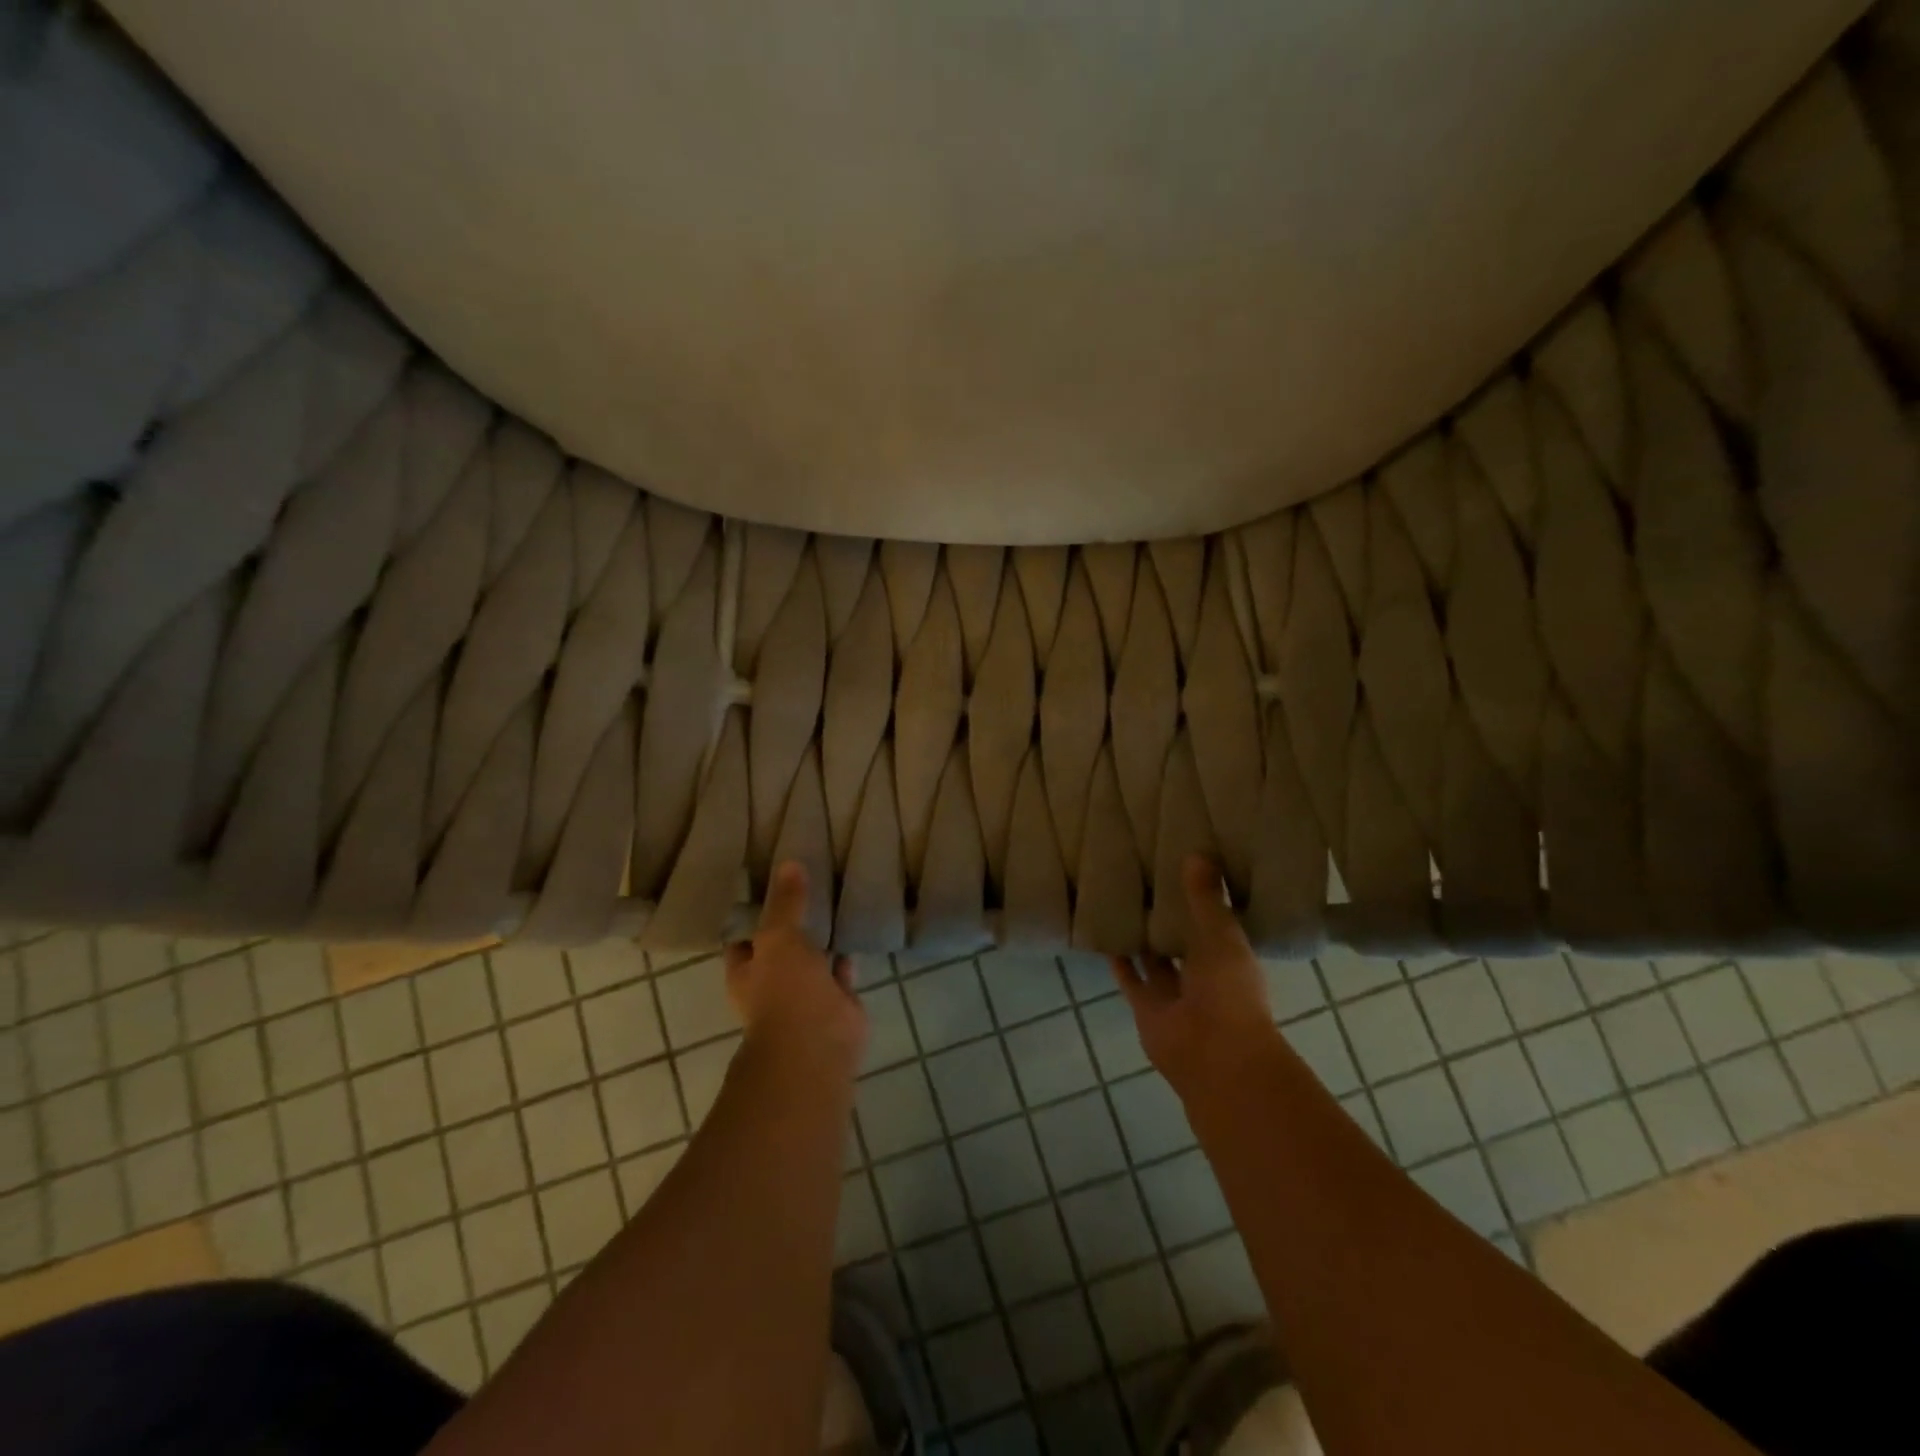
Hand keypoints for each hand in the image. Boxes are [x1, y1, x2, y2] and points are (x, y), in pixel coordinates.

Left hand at [725, 861, 866, 1071]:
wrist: (817, 1043)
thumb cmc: (784, 990)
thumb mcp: (779, 937)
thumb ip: (786, 903)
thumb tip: (789, 863)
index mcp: (747, 972)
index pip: (743, 939)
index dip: (753, 915)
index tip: (768, 885)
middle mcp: (773, 984)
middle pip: (780, 948)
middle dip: (792, 924)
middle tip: (807, 886)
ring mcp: (806, 995)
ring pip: (812, 959)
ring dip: (821, 939)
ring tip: (833, 901)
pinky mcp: (838, 1001)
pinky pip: (841, 971)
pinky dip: (847, 954)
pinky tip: (855, 929)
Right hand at [1109, 855, 1281, 1099]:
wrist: (1214, 1054)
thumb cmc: (1229, 990)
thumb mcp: (1221, 935)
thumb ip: (1206, 898)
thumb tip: (1197, 853)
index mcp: (1231, 958)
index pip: (1214, 923)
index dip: (1201, 901)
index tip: (1183, 870)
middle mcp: (1203, 975)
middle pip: (1183, 941)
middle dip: (1169, 918)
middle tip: (1147, 881)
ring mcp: (1174, 993)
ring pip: (1155, 959)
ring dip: (1142, 937)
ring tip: (1123, 902)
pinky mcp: (1146, 1006)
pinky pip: (1130, 978)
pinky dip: (1119, 960)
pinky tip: (1104, 933)